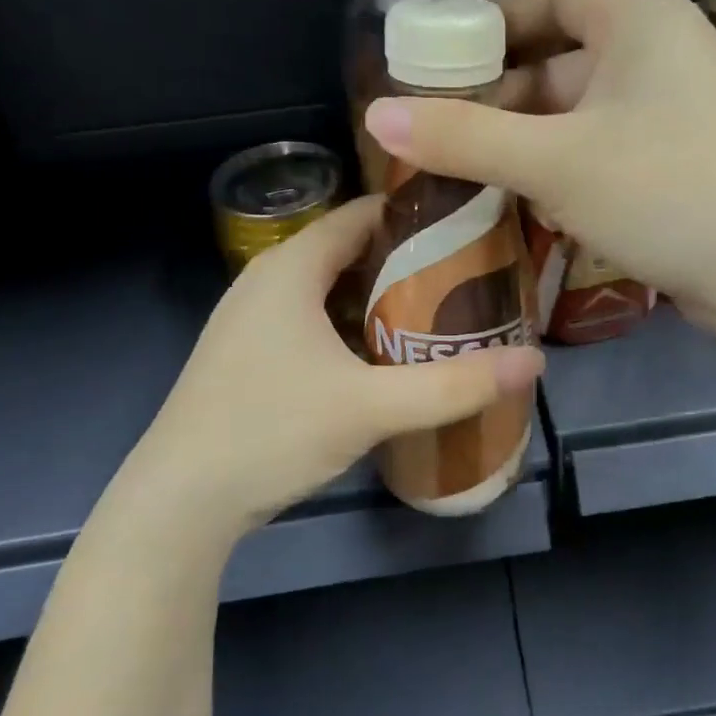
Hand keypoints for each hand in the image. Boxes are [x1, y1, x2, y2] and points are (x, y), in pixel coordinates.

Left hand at [130, 196, 544, 535]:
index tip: (472, 229)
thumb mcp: (371, 407)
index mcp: (291, 268)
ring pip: (330, 291)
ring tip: (439, 316)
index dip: (417, 216)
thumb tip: (534, 362)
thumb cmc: (271, 431)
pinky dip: (351, 328)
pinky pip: (311, 322)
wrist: (180, 501)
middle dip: (408, 263)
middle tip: (469, 280)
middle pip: (350, 252)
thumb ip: (454, 385)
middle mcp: (267, 281)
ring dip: (380, 300)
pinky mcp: (248, 357)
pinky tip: (384, 359)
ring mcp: (251, 320)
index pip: (362, 214)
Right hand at [362, 0, 715, 323]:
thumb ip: (463, 136)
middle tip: (441, 135)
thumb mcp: (552, 161)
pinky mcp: (683, 165)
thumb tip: (376, 115)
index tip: (436, 64)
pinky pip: (606, 153)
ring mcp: (678, 113)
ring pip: (581, 116)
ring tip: (469, 177)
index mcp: (639, 20)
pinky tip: (528, 207)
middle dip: (500, 100)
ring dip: (528, 145)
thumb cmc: (663, 189)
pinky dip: (565, 172)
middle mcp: (663, 53)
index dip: (489, 27)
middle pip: (560, 62)